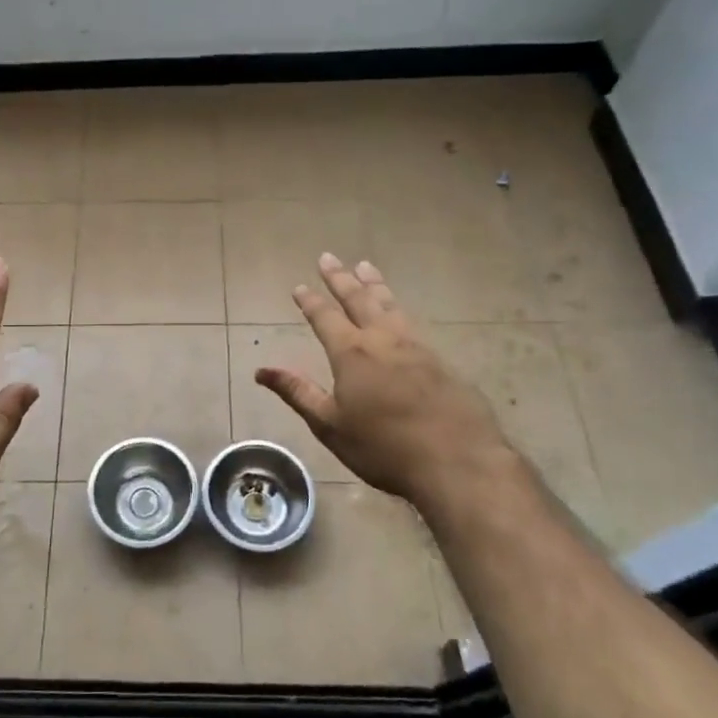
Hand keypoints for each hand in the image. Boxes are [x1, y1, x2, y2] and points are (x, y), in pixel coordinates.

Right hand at [255, 254, 515, 517]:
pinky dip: (398, 307)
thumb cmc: (384, 447)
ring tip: (365, 266)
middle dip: (340, 278)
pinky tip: (399, 311)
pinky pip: (412, 322)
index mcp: (352, 353)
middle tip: (328, 257)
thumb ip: (298, 392)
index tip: (299, 286)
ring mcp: (416, 347)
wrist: (457, 460)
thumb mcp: (330, 424)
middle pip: (358, 299)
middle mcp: (383, 340)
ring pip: (390, 304)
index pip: (325, 318)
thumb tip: (261, 370)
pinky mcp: (441, 361)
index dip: (311, 302)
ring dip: (374, 284)